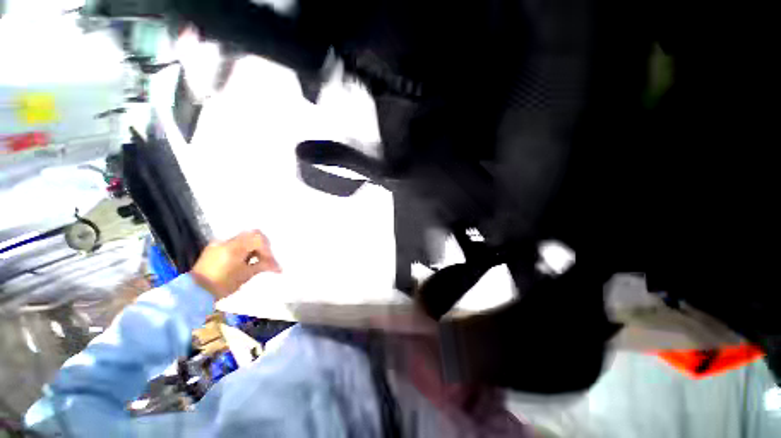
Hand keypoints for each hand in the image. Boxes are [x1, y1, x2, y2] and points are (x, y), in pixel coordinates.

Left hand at [191, 230, 280, 299]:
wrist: (194, 293)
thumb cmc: (223, 285)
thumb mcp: (246, 275)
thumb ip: (262, 265)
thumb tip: (276, 266)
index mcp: (234, 246)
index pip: (258, 239)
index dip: (268, 250)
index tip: (271, 262)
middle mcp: (226, 240)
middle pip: (252, 235)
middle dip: (262, 246)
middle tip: (267, 258)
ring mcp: (219, 243)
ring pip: (243, 238)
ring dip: (253, 247)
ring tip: (257, 261)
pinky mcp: (214, 249)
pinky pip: (234, 244)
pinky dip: (243, 249)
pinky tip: (245, 261)